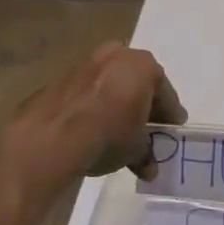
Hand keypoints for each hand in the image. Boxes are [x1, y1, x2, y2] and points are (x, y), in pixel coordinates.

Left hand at [0, 43, 185, 189]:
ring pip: (111, 84)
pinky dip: (93, 105)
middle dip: (142, 104)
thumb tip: (149, 168)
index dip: (170, 113)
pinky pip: (87, 92)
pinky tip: (92, 127)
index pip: (165, 93)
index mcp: (143, 66)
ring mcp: (86, 63)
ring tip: (117, 129)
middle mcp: (117, 56)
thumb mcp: (135, 149)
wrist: (51, 137)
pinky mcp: (61, 77)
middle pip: (138, 82)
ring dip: (116, 103)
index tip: (172, 127)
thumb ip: (146, 153)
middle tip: (146, 126)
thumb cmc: (108, 134)